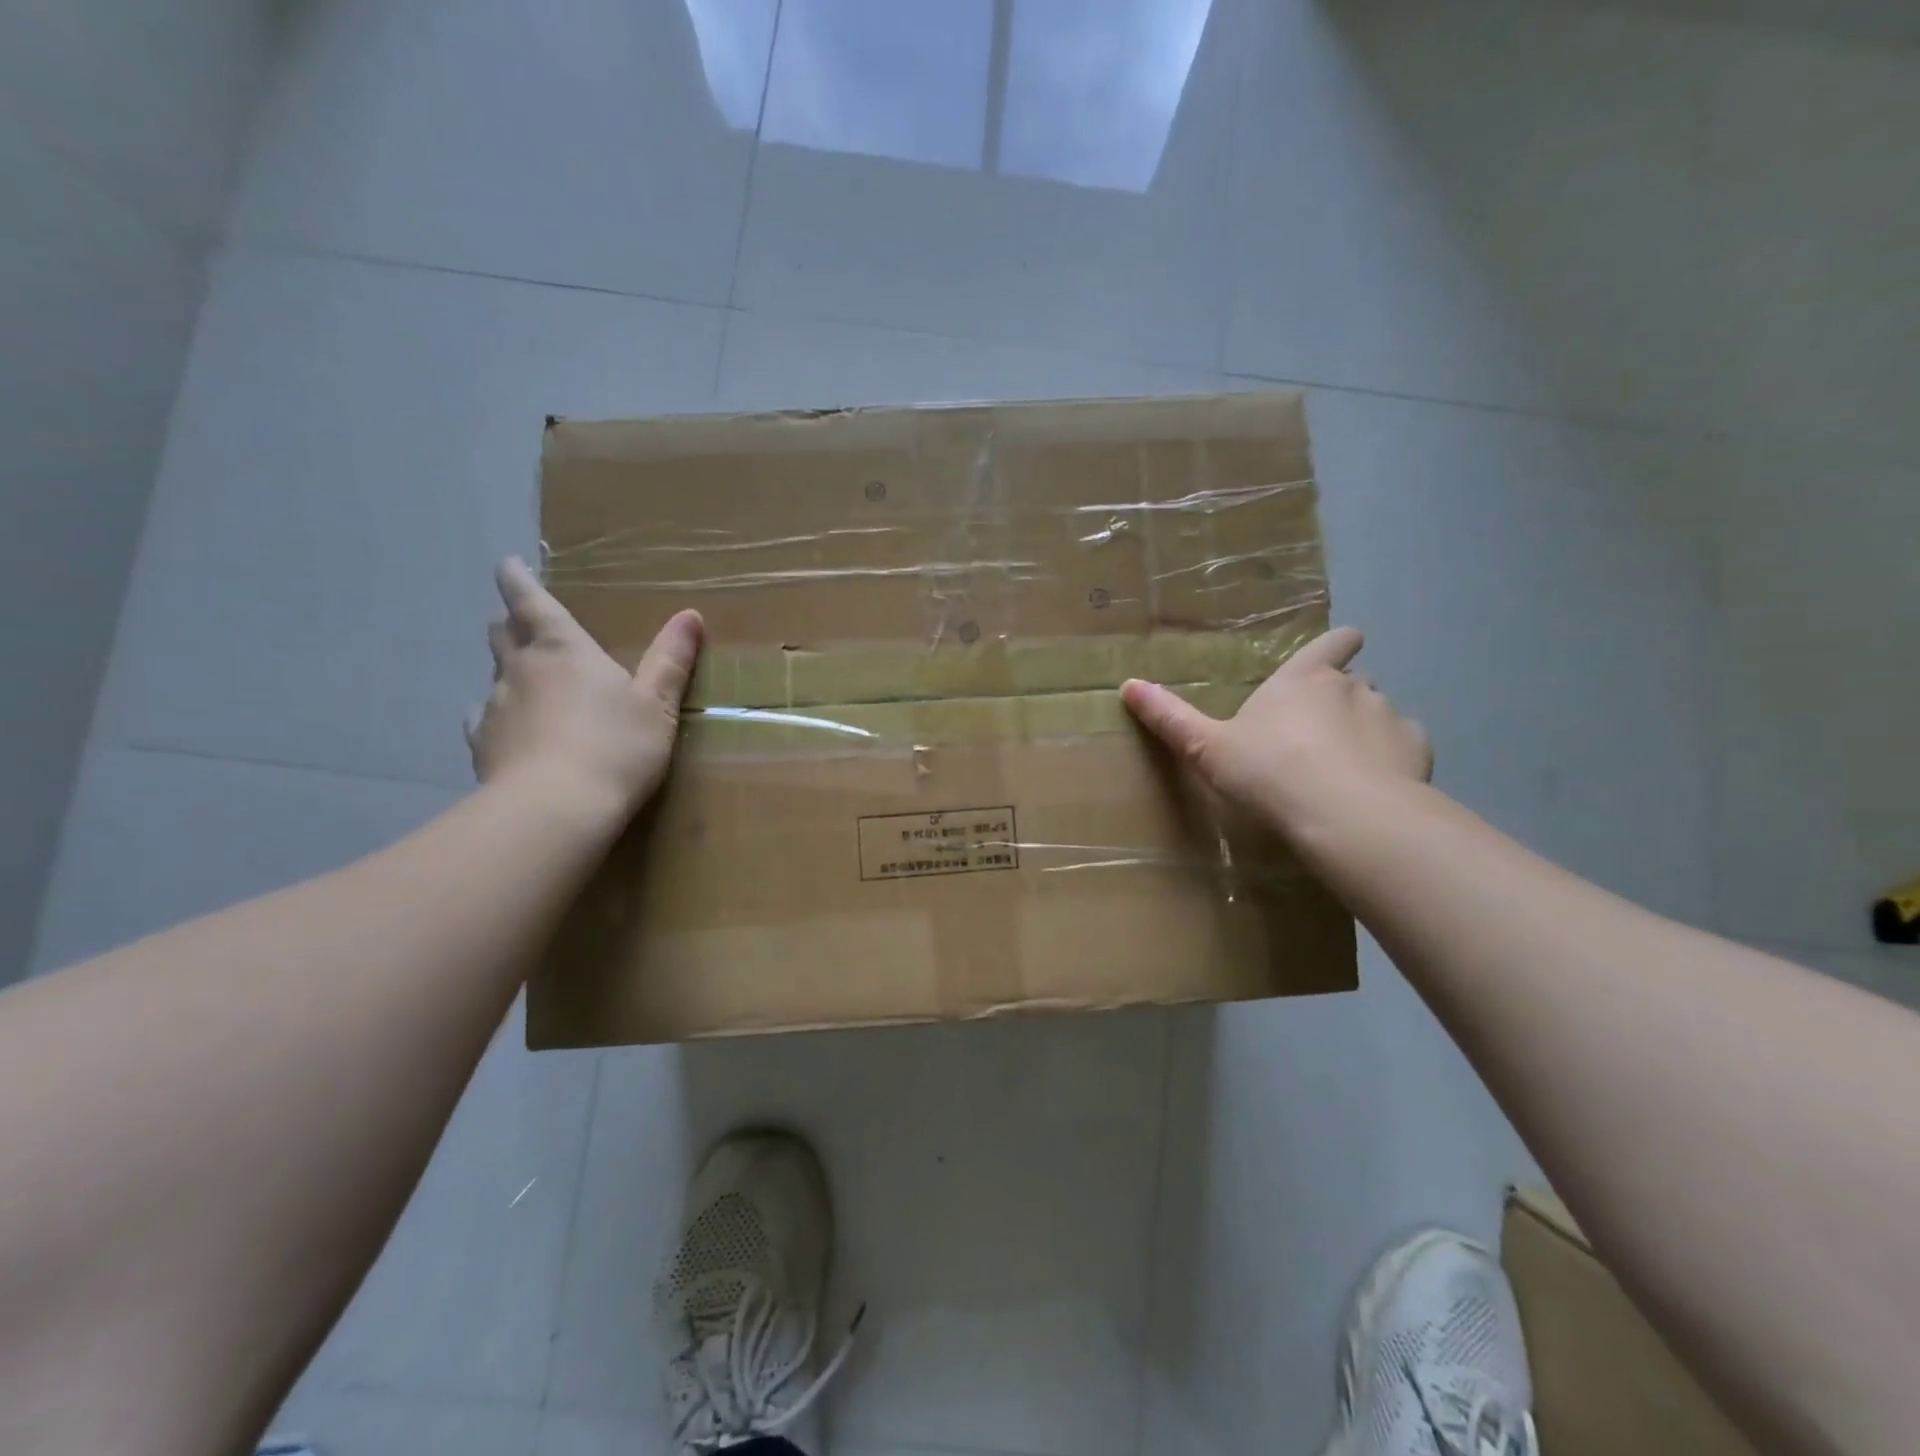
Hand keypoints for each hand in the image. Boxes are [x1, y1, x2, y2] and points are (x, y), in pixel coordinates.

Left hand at [467, 557, 702, 821]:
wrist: (555, 809)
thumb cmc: (616, 747)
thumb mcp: (658, 704)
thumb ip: (671, 660)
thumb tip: (690, 615)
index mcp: (564, 649)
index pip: (531, 601)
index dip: (517, 580)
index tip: (506, 565)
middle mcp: (521, 668)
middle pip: (503, 633)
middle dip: (511, 624)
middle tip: (523, 625)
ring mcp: (495, 707)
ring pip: (493, 674)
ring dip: (508, 670)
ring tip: (526, 681)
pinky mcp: (483, 745)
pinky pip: (483, 717)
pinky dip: (495, 714)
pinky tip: (506, 728)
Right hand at [1120, 627, 1431, 843]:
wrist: (1342, 815)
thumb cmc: (1268, 772)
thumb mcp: (1207, 748)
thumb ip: (1170, 717)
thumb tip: (1127, 684)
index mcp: (1303, 679)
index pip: (1332, 642)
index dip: (1336, 644)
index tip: (1340, 649)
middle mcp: (1353, 687)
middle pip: (1355, 680)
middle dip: (1342, 698)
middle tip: (1318, 733)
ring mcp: (1390, 717)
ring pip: (1380, 714)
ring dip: (1366, 730)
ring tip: (1347, 767)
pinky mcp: (1417, 752)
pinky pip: (1405, 747)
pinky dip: (1393, 760)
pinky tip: (1377, 786)